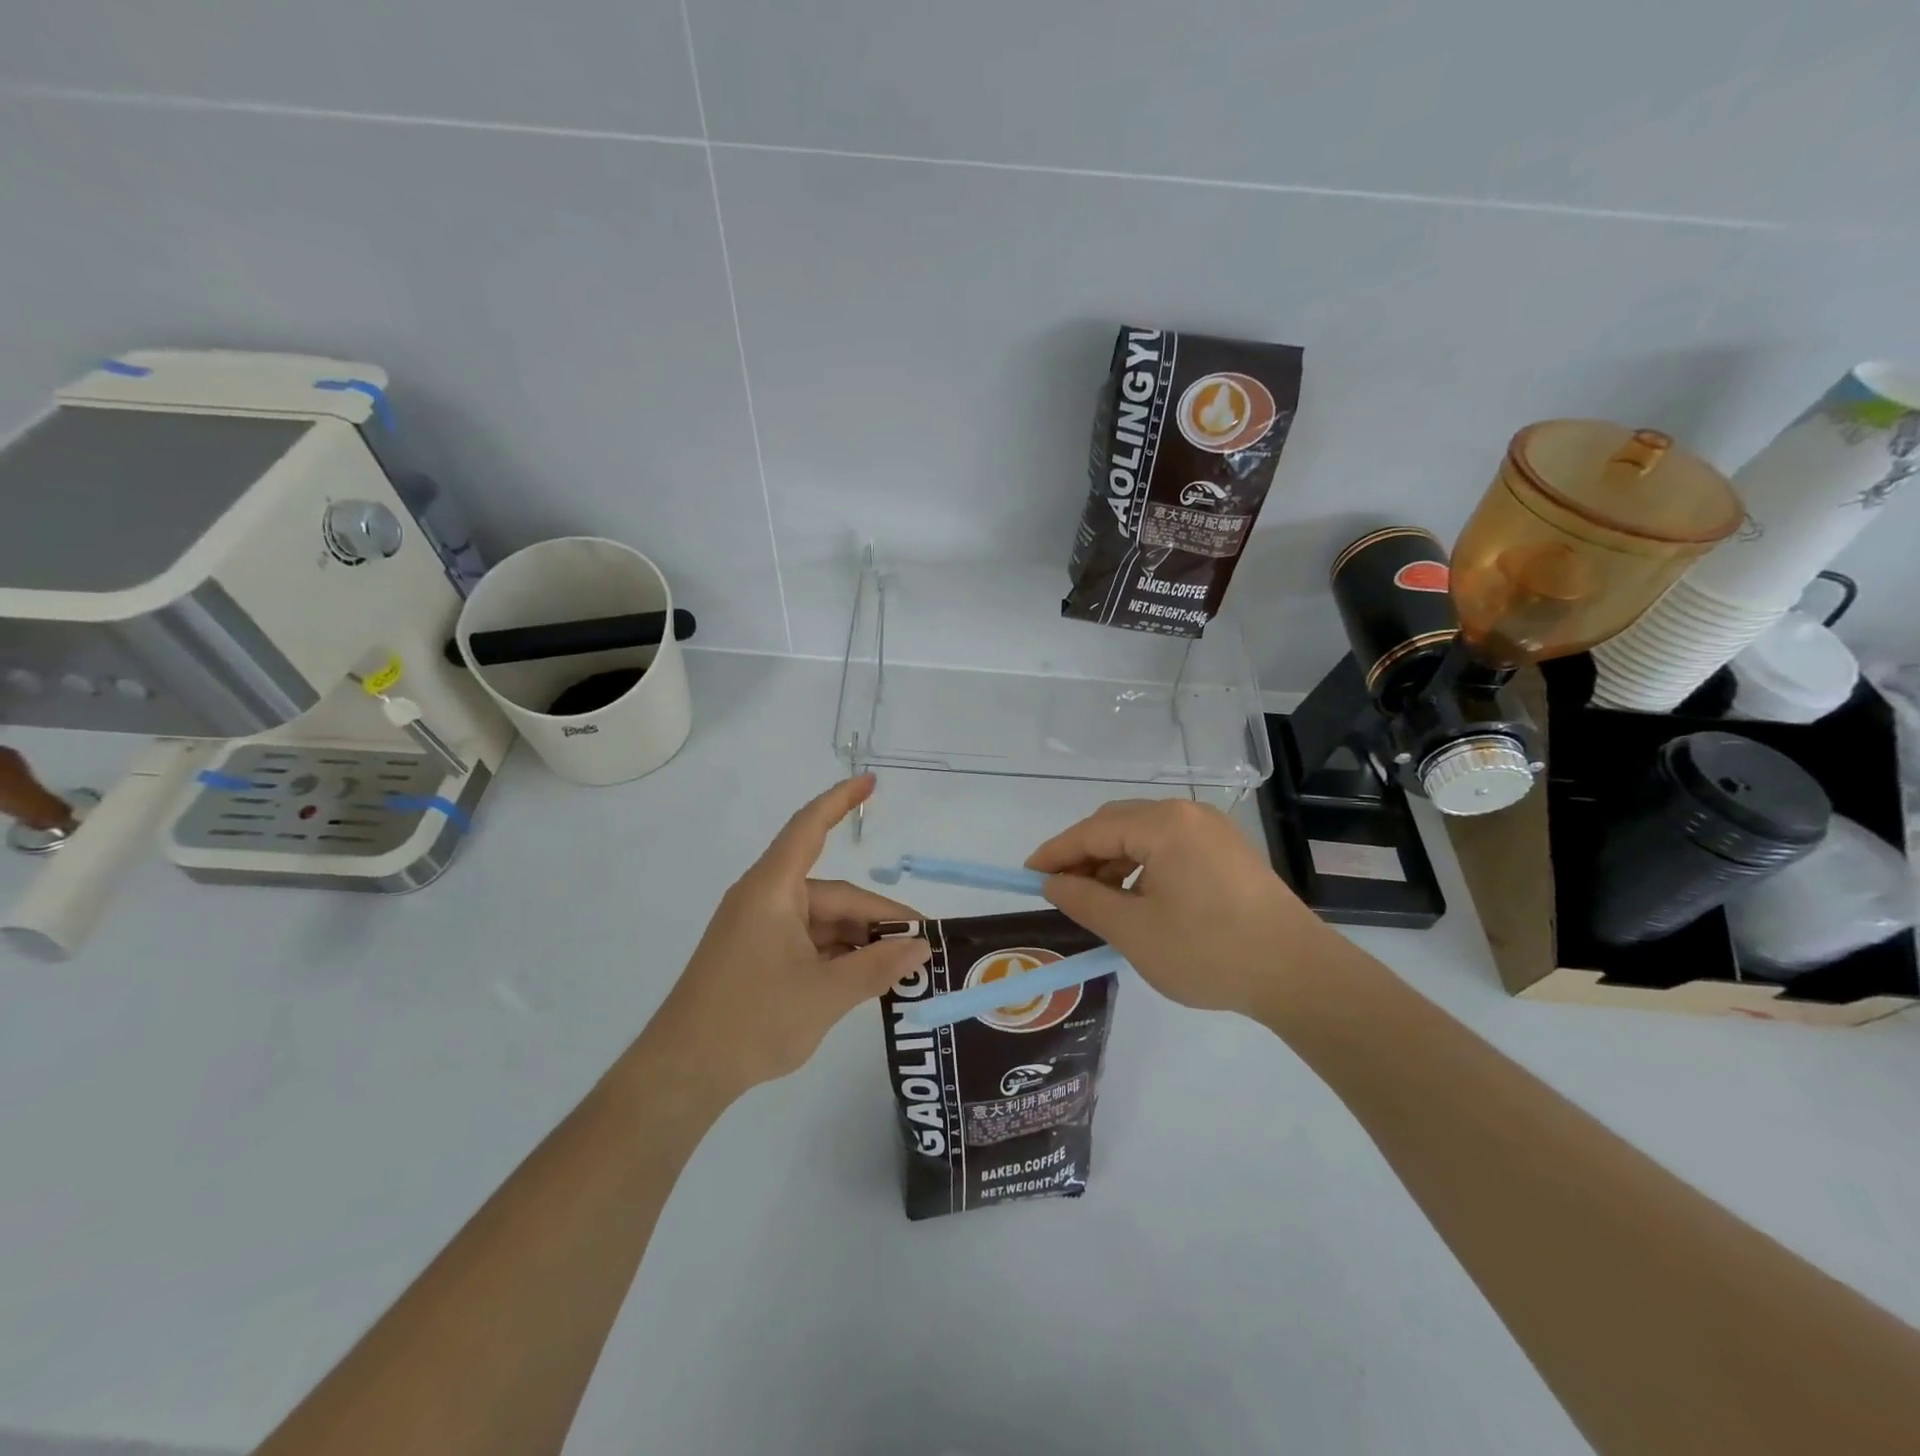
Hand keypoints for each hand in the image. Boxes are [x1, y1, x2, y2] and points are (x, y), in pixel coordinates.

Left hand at [646, 775, 929, 1102]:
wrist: (682, 1073)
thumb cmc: (751, 1021)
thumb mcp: (825, 995)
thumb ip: (877, 968)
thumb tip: (920, 948)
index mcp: (772, 890)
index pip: (809, 829)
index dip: (840, 800)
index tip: (871, 782)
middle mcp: (765, 900)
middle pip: (832, 894)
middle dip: (876, 917)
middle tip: (921, 944)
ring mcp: (759, 930)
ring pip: (823, 922)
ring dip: (860, 940)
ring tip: (900, 967)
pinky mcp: (757, 957)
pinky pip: (808, 942)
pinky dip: (838, 955)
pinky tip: (866, 977)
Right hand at [1026, 799, 1328, 1016]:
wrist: (1298, 974)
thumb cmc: (1208, 951)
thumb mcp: (1133, 931)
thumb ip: (1084, 900)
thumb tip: (1052, 883)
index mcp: (1163, 824)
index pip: (1092, 830)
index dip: (1055, 853)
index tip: (1026, 875)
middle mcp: (1187, 813)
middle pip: (1117, 824)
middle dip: (1083, 855)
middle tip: (1060, 891)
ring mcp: (1211, 830)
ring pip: (1142, 835)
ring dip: (1112, 862)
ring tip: (1097, 902)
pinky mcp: (1226, 850)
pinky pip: (1168, 846)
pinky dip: (1141, 867)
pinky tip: (1136, 899)